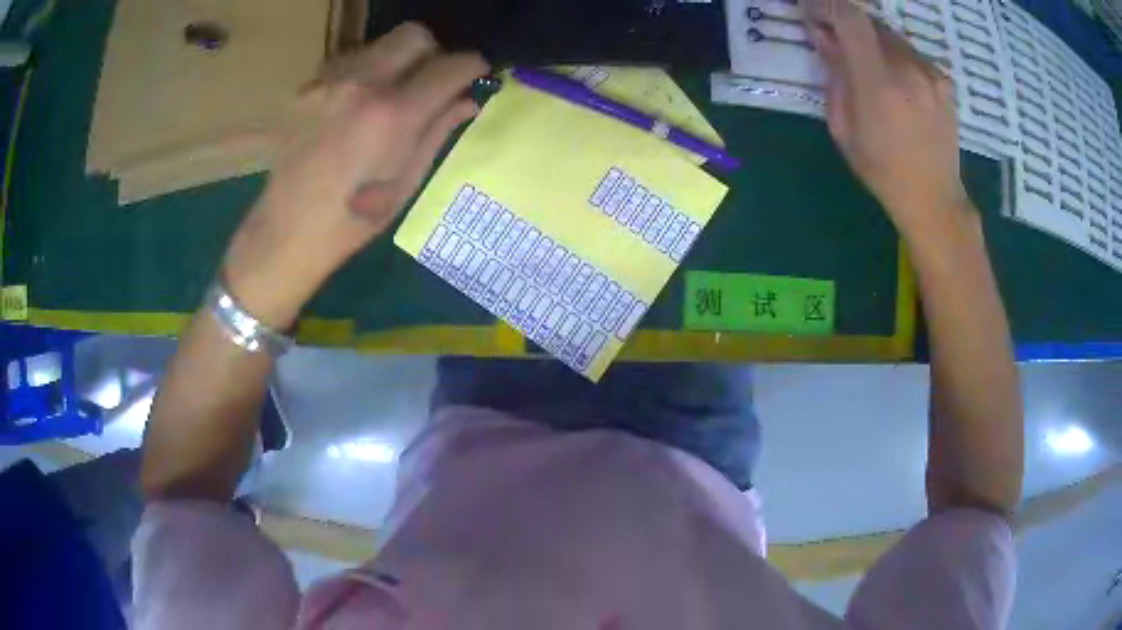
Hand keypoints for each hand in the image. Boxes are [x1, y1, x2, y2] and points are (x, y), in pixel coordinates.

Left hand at [222, 23, 488, 328]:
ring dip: (396, 62)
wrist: (285, 232)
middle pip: (413, 35)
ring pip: (378, 45)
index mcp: (392, 116)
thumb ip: (438, 130)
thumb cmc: (352, 221)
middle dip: (432, 53)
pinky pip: (349, 62)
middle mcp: (360, 85)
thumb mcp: (406, 182)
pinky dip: (365, 74)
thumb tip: (469, 100)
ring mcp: (327, 82)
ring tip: (388, 98)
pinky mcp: (306, 88)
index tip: (475, 74)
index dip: (472, 66)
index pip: (450, 65)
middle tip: (430, 82)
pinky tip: (356, 106)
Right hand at [805, 0, 969, 235]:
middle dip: (847, 25)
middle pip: (869, 22)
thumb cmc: (881, 170)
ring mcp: (930, 73)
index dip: (827, 6)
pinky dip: (896, 56)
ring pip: (891, 36)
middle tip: (836, 41)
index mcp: (878, 85)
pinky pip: (911, 53)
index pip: (850, 17)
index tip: (813, 11)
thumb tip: (823, 36)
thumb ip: (834, 74)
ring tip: (869, 69)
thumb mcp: (842, 127)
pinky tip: (897, 83)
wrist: (934, 198)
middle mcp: (908, 70)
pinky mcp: (943, 80)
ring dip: (872, 41)